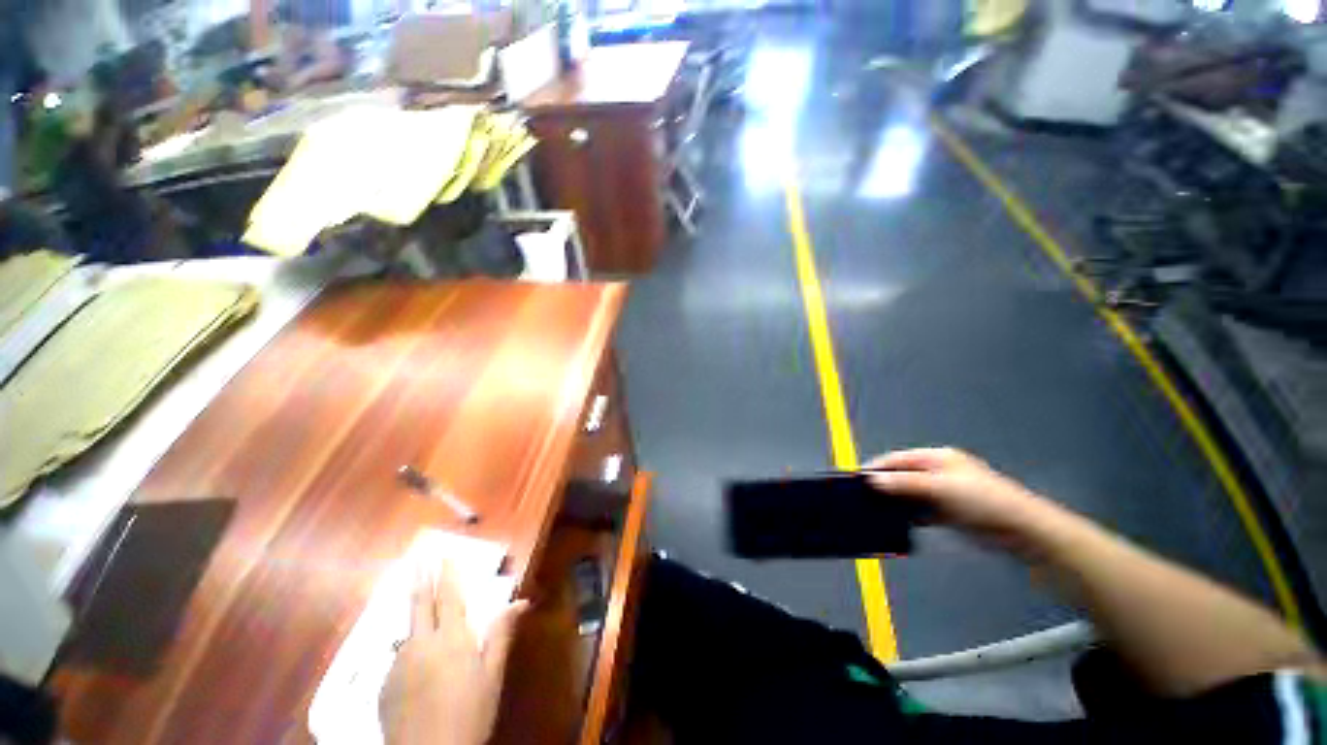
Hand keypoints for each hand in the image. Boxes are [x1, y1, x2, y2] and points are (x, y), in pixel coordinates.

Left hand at [380, 561, 527, 744]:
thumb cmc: (470, 714)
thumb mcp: (492, 676)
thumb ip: (501, 634)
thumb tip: (520, 601)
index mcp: (452, 638)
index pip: (449, 597)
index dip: (447, 574)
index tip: (444, 554)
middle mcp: (421, 644)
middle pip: (418, 604)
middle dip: (419, 578)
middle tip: (417, 557)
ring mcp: (399, 664)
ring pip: (408, 632)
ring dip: (416, 618)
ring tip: (423, 618)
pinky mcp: (385, 685)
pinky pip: (401, 658)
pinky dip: (411, 651)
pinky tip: (419, 668)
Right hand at [865, 448, 1058, 548]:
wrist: (1023, 532)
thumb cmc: (986, 501)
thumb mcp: (940, 488)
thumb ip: (905, 483)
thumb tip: (874, 480)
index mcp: (937, 458)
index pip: (898, 459)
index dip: (877, 468)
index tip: (859, 479)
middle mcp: (939, 473)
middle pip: (903, 477)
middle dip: (885, 486)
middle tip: (865, 497)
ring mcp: (944, 493)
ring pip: (911, 495)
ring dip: (896, 502)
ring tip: (878, 510)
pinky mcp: (949, 513)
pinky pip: (921, 511)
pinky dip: (909, 516)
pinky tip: (899, 523)